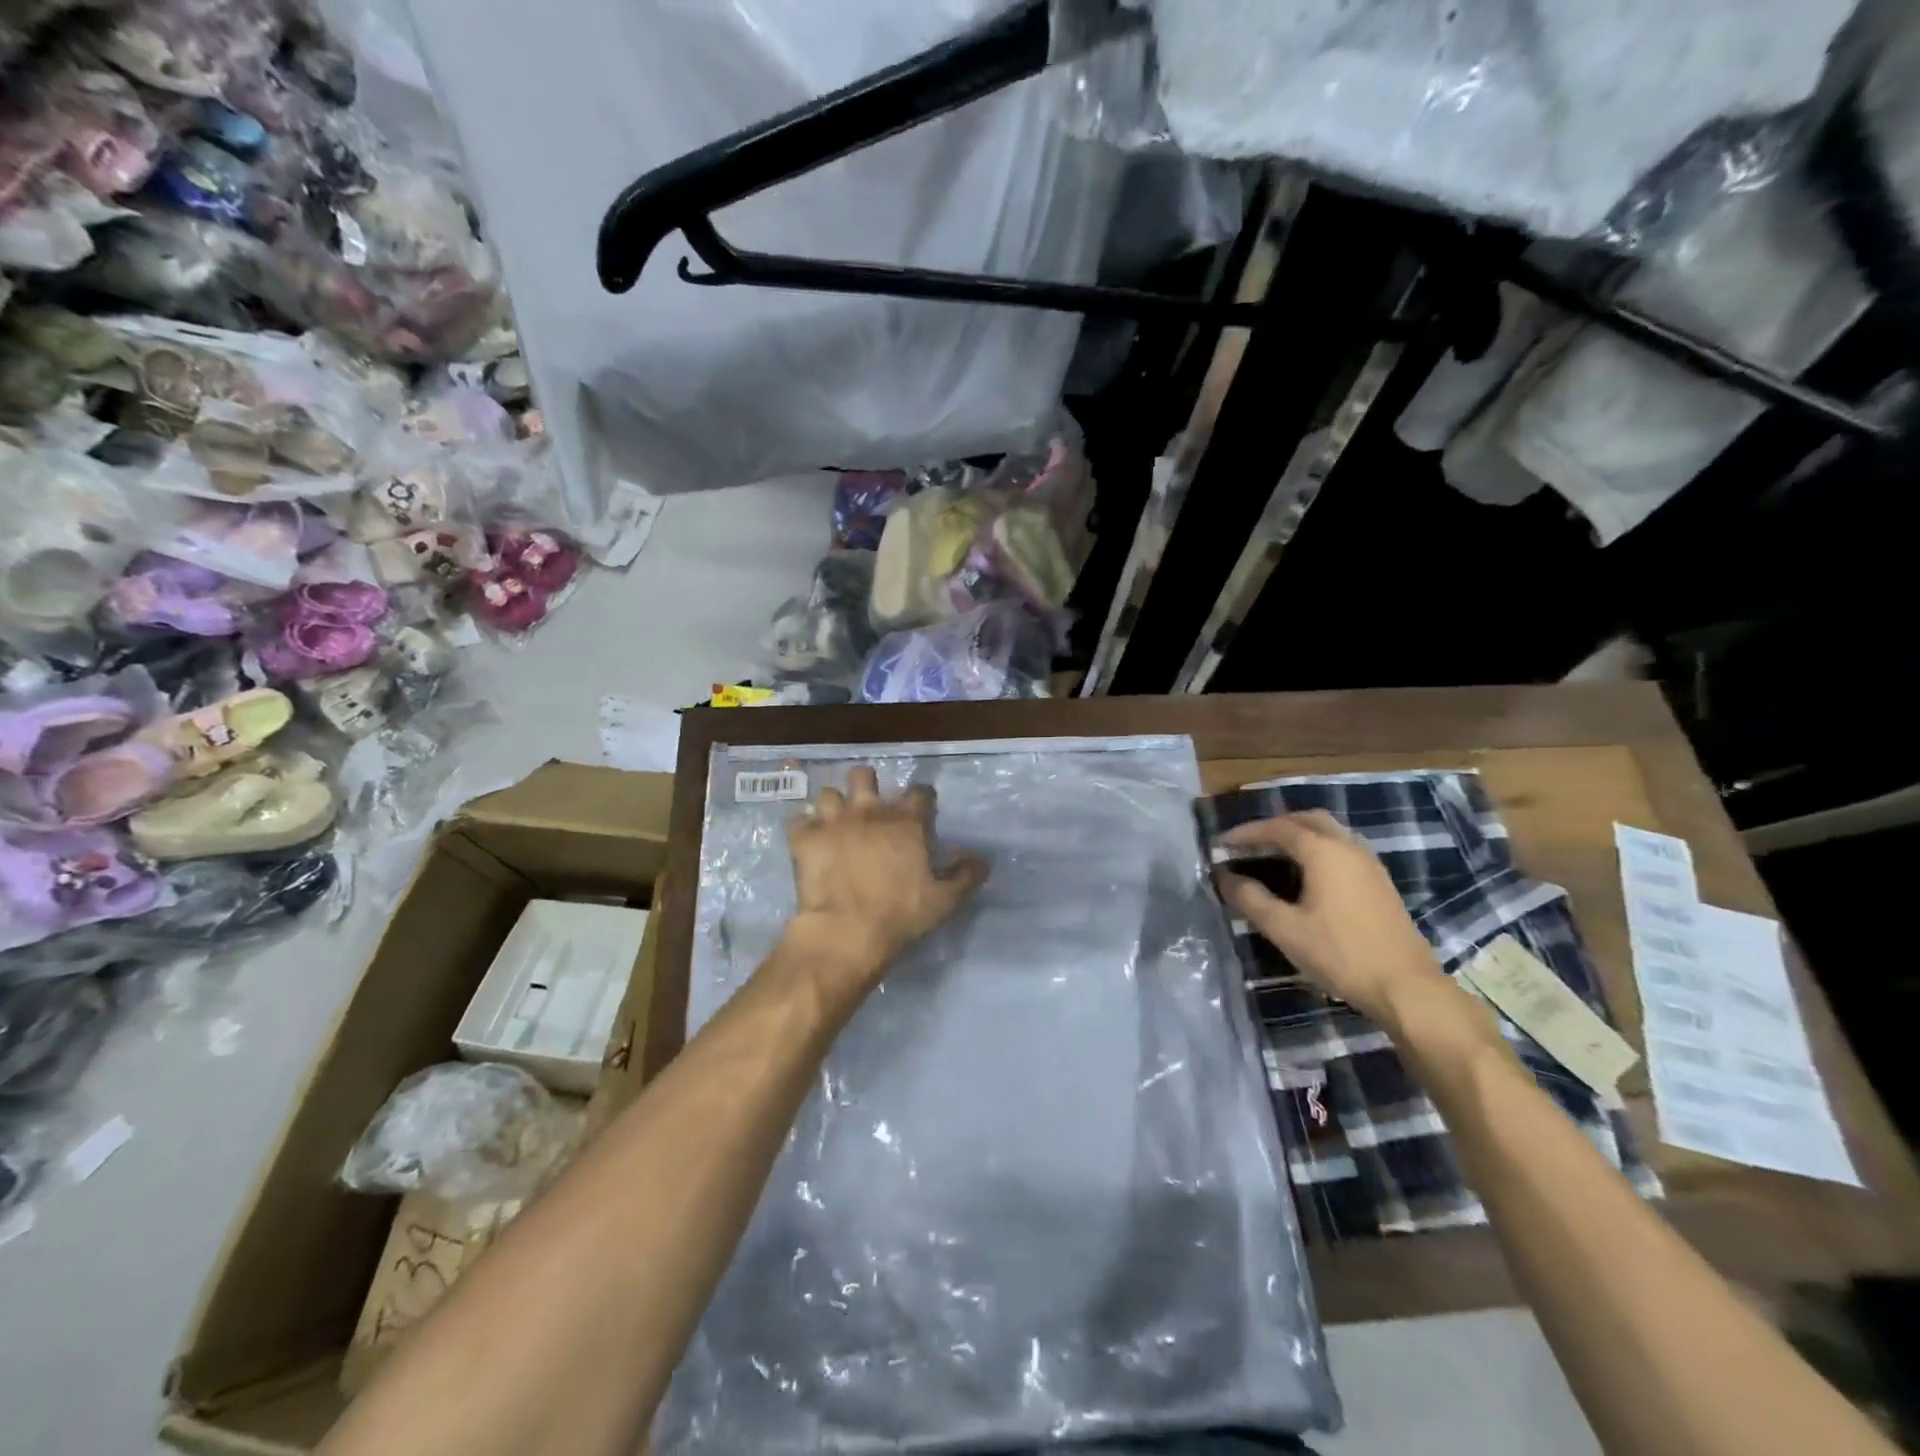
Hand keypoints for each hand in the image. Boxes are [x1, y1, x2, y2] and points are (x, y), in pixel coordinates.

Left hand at [784, 766, 987, 989]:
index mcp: (906, 823)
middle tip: (868, 805)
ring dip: (832, 806)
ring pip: (828, 793)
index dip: (922, 797)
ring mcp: (833, 822)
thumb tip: (981, 860)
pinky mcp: (805, 839)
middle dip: (865, 784)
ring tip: (834, 822)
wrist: (847, 931)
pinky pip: (798, 820)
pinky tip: (808, 839)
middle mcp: (869, 812)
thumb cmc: (901, 915)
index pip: (919, 792)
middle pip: (863, 776)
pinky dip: (803, 828)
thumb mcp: (945, 901)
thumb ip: (966, 876)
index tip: (922, 808)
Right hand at [1215, 810, 1443, 1023]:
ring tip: (1275, 853)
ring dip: (1300, 834)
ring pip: (1330, 833)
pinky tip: (1308, 874)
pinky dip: (1319, 849)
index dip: (1247, 833)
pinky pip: (1343, 849)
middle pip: (1308, 820)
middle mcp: (1349, 847)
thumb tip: (1225, 877)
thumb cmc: (1340, 953)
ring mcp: (1370, 864)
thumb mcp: (1284, 928)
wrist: (1405, 987)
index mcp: (1324, 851)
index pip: (1279, 828)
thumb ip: (1251, 898)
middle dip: (1276, 825)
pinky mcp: (1380, 883)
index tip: (1223, 843)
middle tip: (1250, 842)